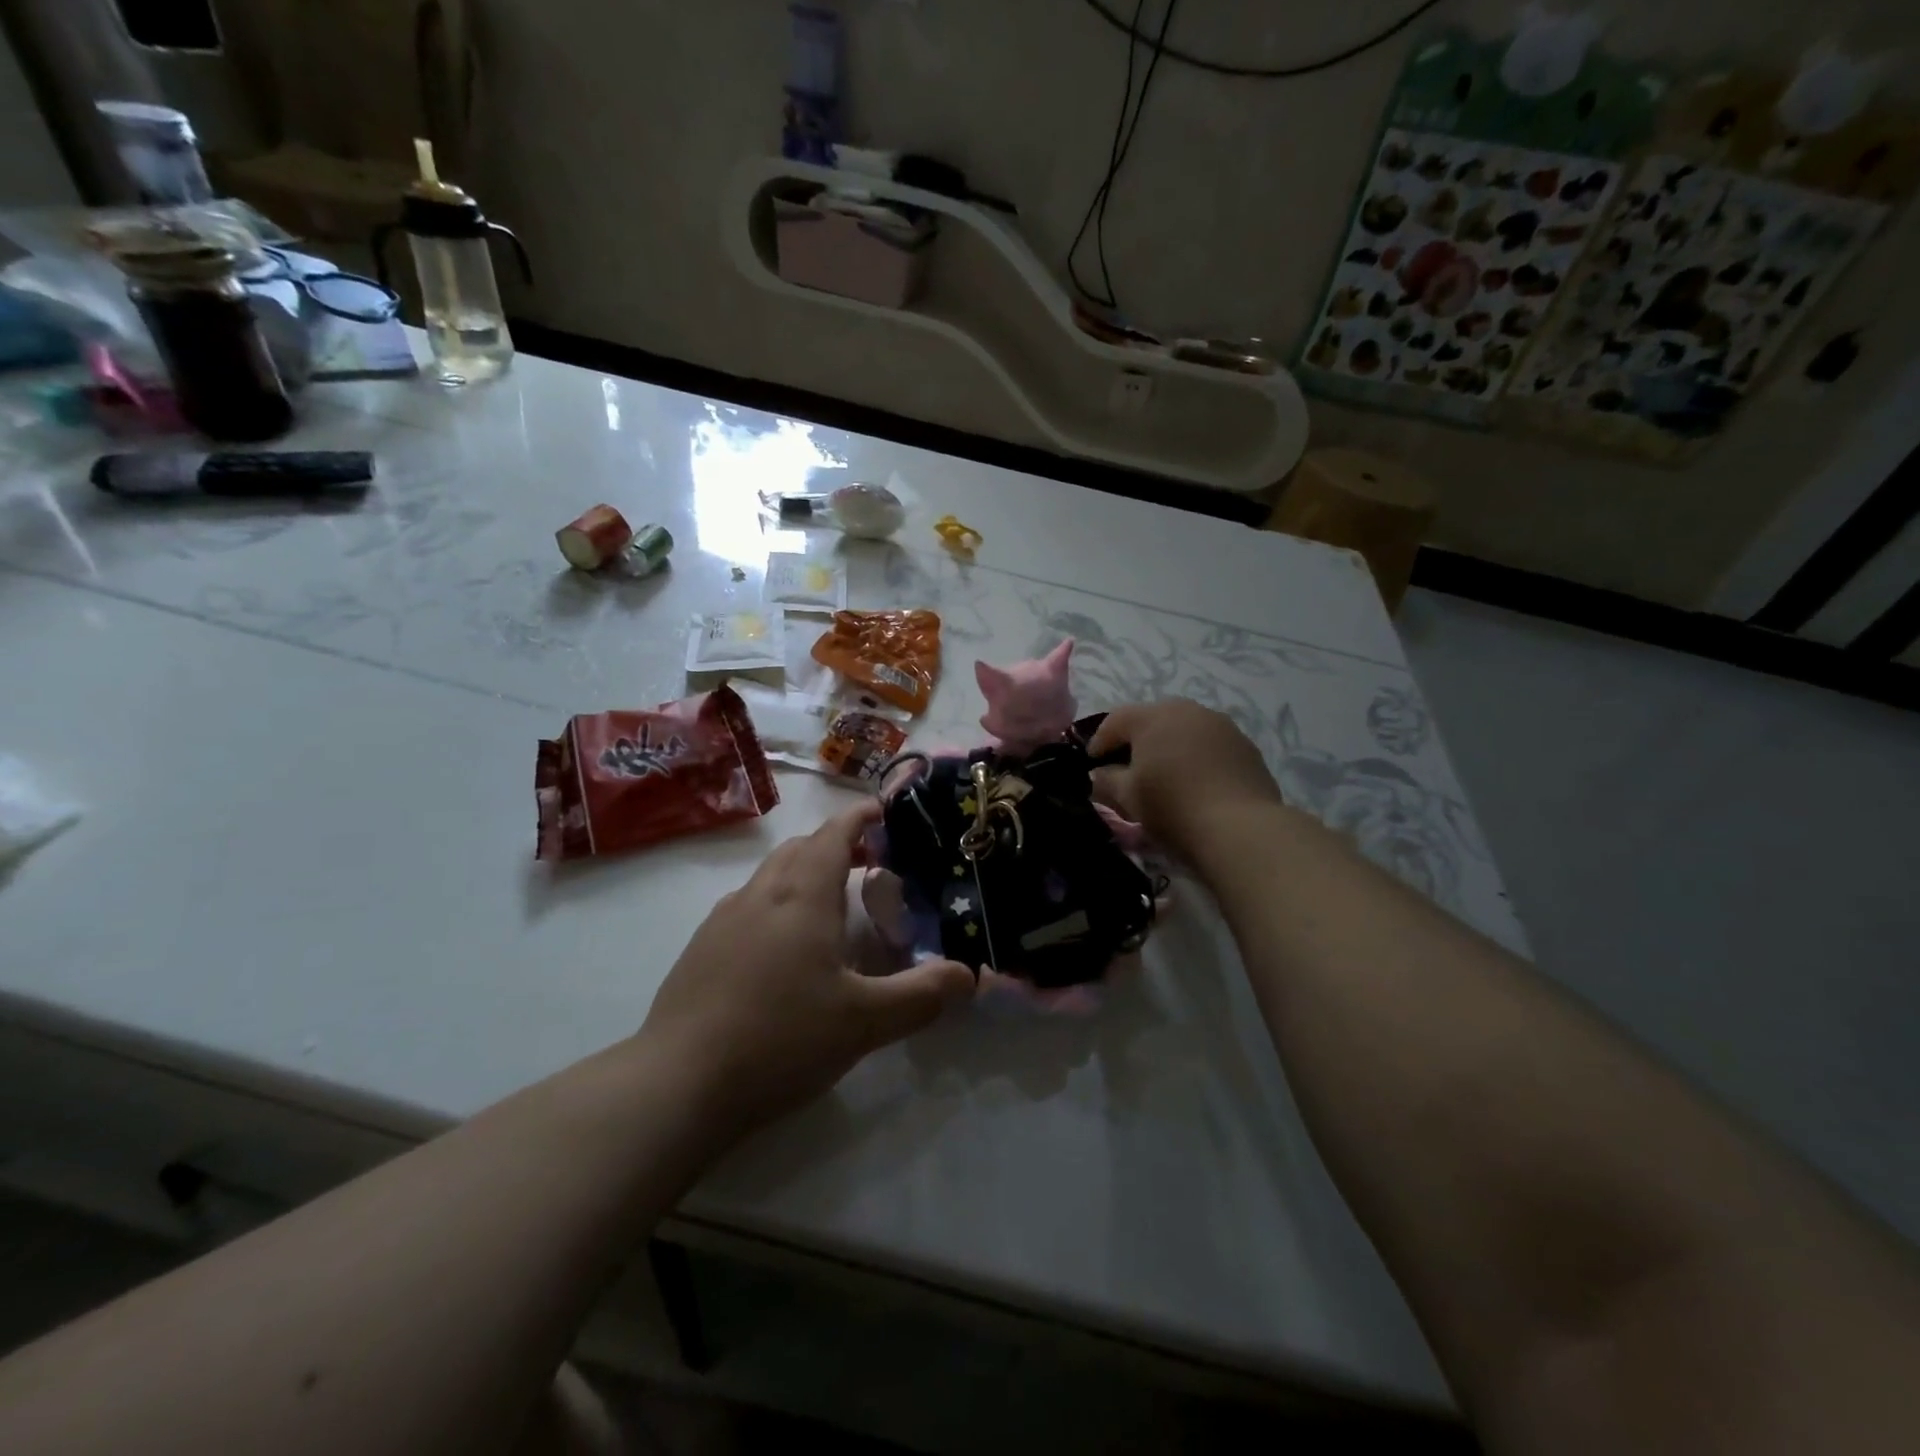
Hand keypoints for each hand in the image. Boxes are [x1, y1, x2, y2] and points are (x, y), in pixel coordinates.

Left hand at [637, 801, 974, 1140]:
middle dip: (837, 845)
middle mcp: (760, 894)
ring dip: (804, 874)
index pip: (834, 833)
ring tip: (832, 908)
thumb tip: (970, 975)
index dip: (862, 818)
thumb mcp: (866, 1022)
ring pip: (771, 876)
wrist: (678, 1084)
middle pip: (801, 848)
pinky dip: (776, 905)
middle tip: (871, 866)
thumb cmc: (780, 1038)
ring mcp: (723, 919)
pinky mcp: (701, 949)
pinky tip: (785, 951)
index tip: (886, 813)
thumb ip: (923, 995)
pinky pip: (748, 906)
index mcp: (802, 894)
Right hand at [1089, 700, 1285, 862]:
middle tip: (1127, 767)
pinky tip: (1195, 783)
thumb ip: (1106, 780)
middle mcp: (1188, 710)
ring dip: (1169, 747)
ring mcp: (1221, 725)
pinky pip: (1209, 745)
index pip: (1115, 720)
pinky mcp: (1245, 746)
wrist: (1240, 828)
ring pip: (1183, 730)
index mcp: (1153, 716)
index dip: (1099, 742)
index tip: (1092, 764)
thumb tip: (1099, 774)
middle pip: (1151, 720)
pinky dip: (1196, 758)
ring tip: (1164, 775)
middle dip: (1136, 741)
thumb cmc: (1172, 807)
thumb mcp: (1127, 797)